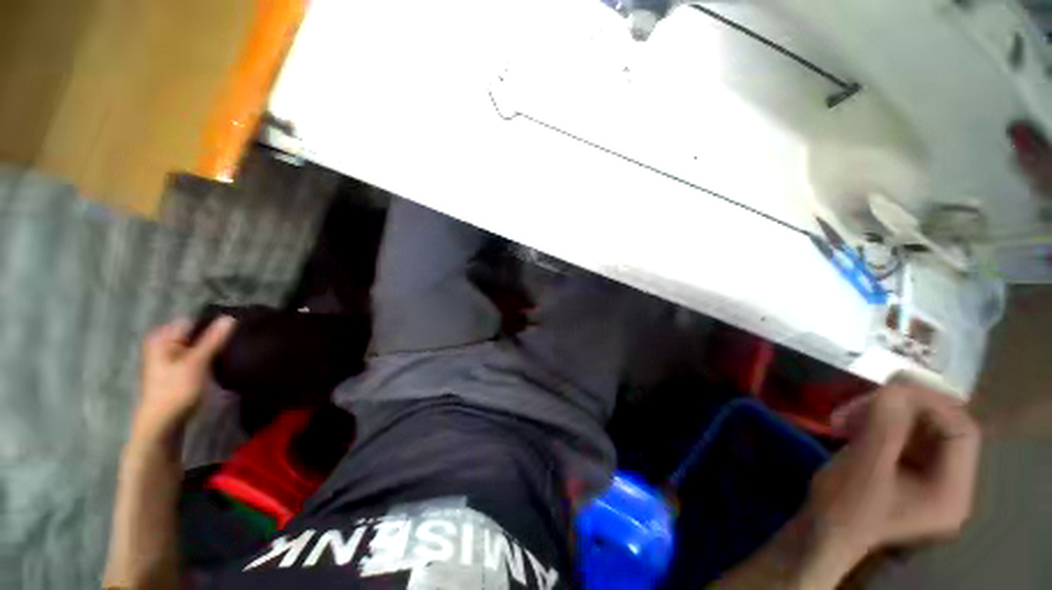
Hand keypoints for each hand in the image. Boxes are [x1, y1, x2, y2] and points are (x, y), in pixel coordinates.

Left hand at [132, 316, 235, 442]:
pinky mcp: (177, 371)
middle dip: (214, 336)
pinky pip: (196, 356)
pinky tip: (220, 363)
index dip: (214, 324)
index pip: (194, 321)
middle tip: (235, 343)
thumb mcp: (196, 363)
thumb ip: (213, 340)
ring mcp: (169, 358)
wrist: (161, 425)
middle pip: (195, 333)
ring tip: (232, 352)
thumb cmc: (175, 391)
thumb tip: (230, 317)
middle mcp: (163, 344)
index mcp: (162, 337)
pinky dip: (208, 358)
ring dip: (213, 348)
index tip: (235, 330)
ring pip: (197, 345)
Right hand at [803, 380, 981, 579]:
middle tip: (856, 405)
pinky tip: (851, 426)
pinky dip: (877, 423)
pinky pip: (903, 436)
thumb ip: (885, 424)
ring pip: (919, 428)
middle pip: (941, 427)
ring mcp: (930, 480)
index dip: (931, 403)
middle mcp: (951, 485)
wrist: (819, 532)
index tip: (886, 390)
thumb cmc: (843, 507)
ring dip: (882, 414)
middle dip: (898, 409)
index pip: (961, 431)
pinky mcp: (908, 473)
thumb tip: (898, 385)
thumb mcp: (863, 465)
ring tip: (845, 417)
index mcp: (952, 491)